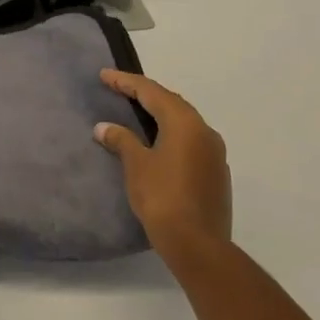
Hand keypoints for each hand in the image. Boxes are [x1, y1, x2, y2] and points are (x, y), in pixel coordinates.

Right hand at [94, 70, 232, 270]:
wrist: (197, 244)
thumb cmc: (162, 197)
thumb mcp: (136, 165)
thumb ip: (121, 140)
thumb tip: (104, 127)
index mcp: (185, 123)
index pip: (152, 92)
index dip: (126, 82)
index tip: (104, 75)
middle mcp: (204, 132)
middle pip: (171, 103)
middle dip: (144, 94)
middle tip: (119, 89)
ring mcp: (214, 153)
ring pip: (183, 122)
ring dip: (159, 114)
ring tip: (136, 112)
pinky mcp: (215, 173)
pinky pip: (190, 141)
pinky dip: (170, 133)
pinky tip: (156, 142)